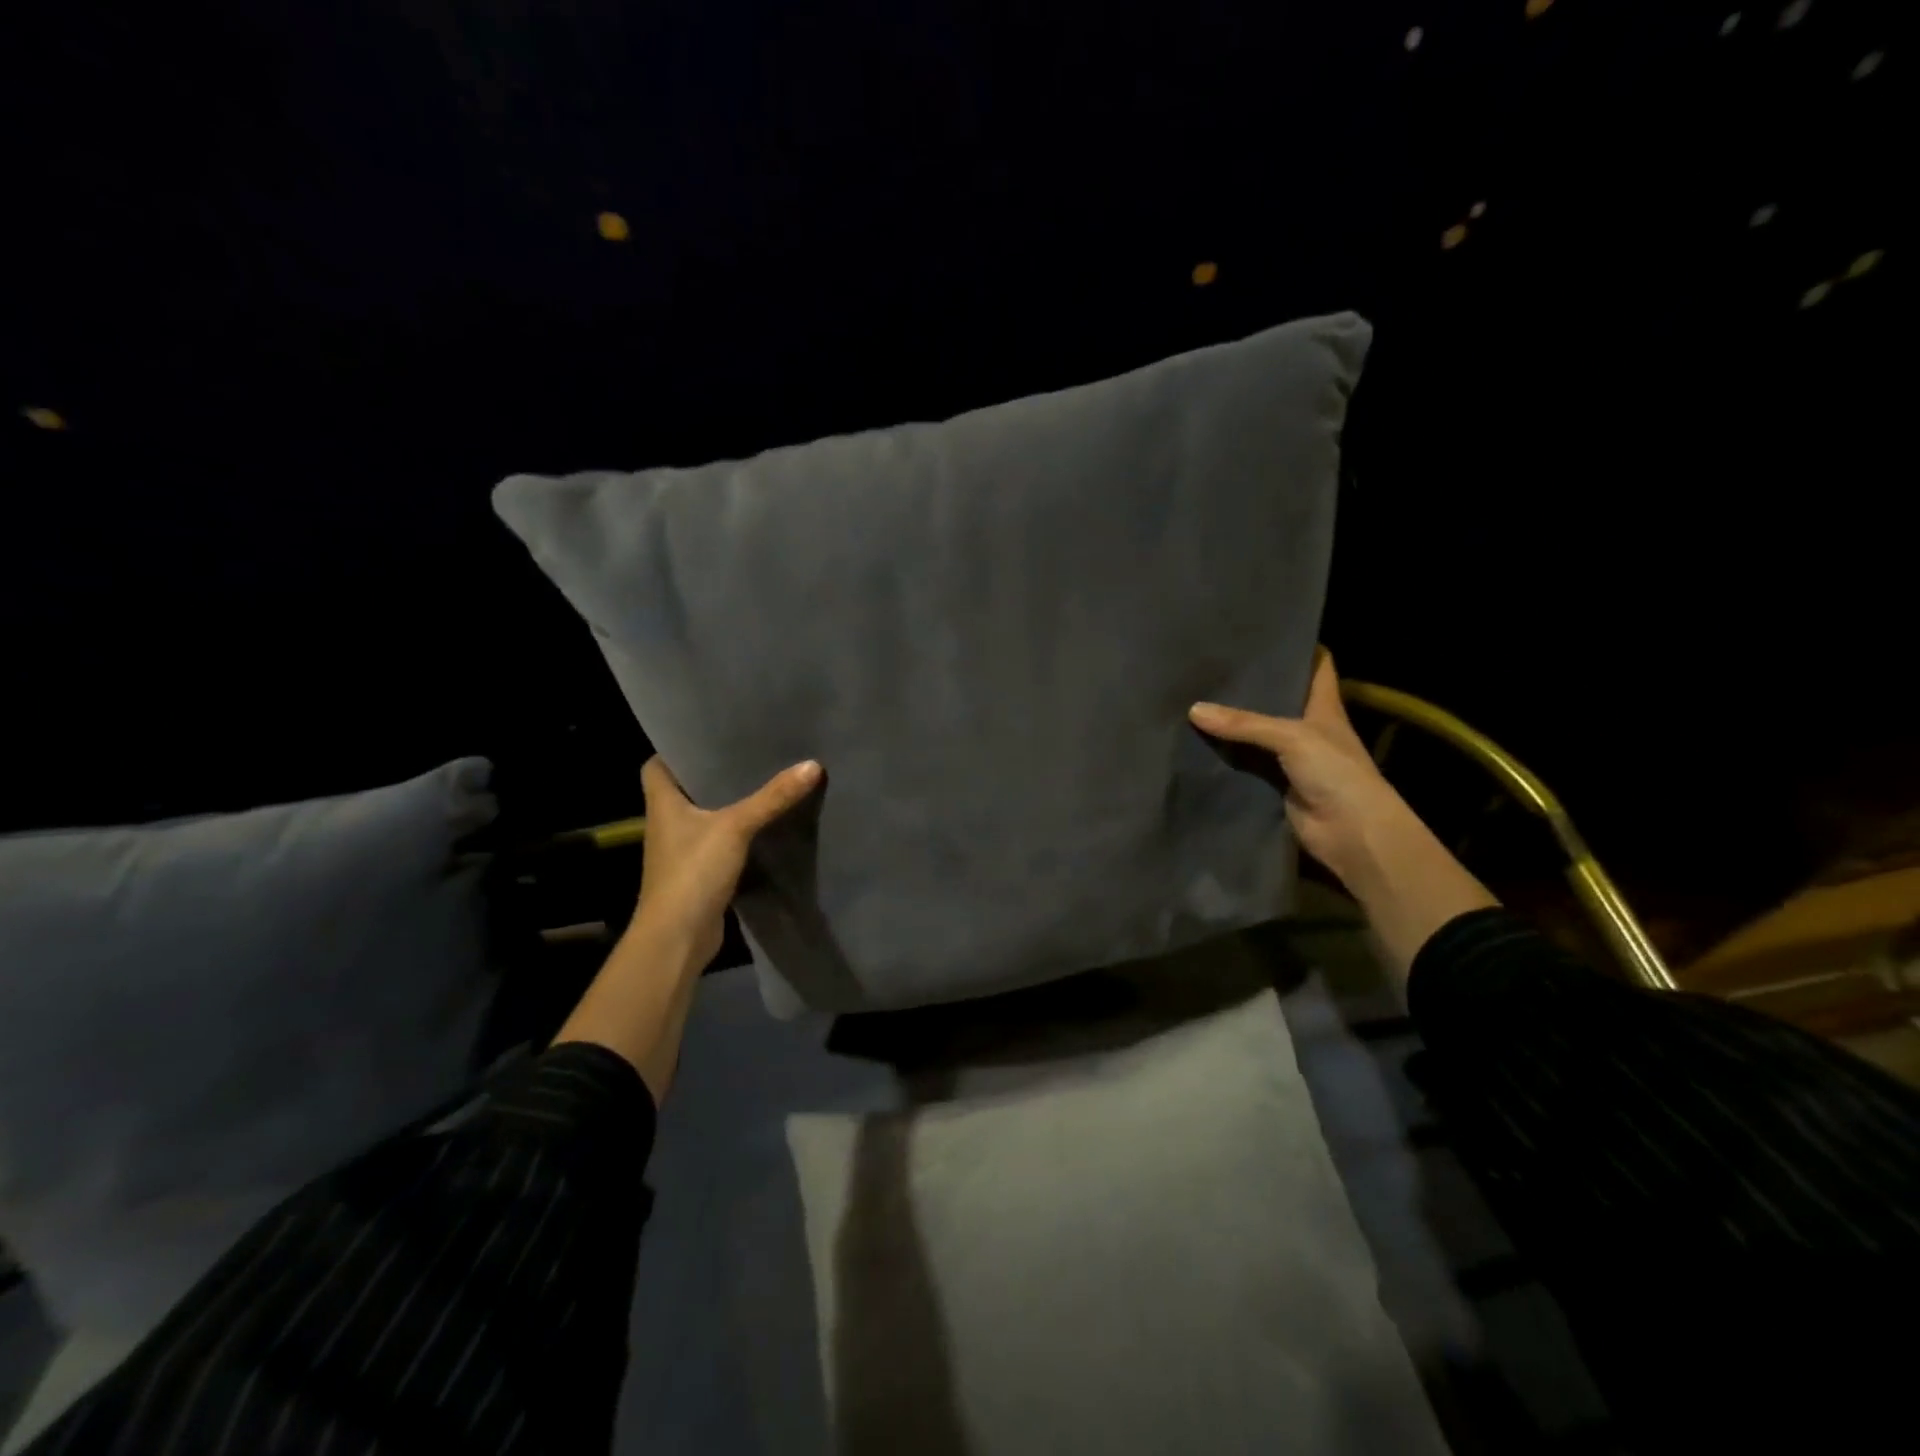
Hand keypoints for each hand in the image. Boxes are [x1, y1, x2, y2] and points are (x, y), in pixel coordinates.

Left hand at [631, 755, 822, 968]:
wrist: (678, 938)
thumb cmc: (692, 872)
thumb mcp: (736, 827)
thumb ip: (772, 797)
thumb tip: (812, 764)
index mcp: (663, 803)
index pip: (658, 764)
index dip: (677, 748)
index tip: (708, 734)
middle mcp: (668, 823)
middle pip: (687, 788)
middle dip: (713, 772)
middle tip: (748, 749)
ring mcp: (683, 850)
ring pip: (706, 816)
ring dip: (728, 803)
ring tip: (763, 779)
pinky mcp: (701, 872)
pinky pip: (721, 842)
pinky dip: (738, 833)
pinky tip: (765, 823)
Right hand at [1189, 649, 1408, 887]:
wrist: (1351, 833)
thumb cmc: (1336, 772)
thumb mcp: (1292, 737)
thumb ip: (1244, 723)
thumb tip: (1194, 709)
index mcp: (1324, 706)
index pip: (1316, 666)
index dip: (1297, 647)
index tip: (1265, 631)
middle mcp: (1307, 728)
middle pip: (1277, 699)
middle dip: (1250, 685)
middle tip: (1212, 666)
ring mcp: (1289, 758)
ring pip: (1255, 734)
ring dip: (1231, 724)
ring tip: (1193, 698)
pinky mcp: (1272, 784)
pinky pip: (1243, 765)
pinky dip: (1224, 758)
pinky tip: (1195, 744)